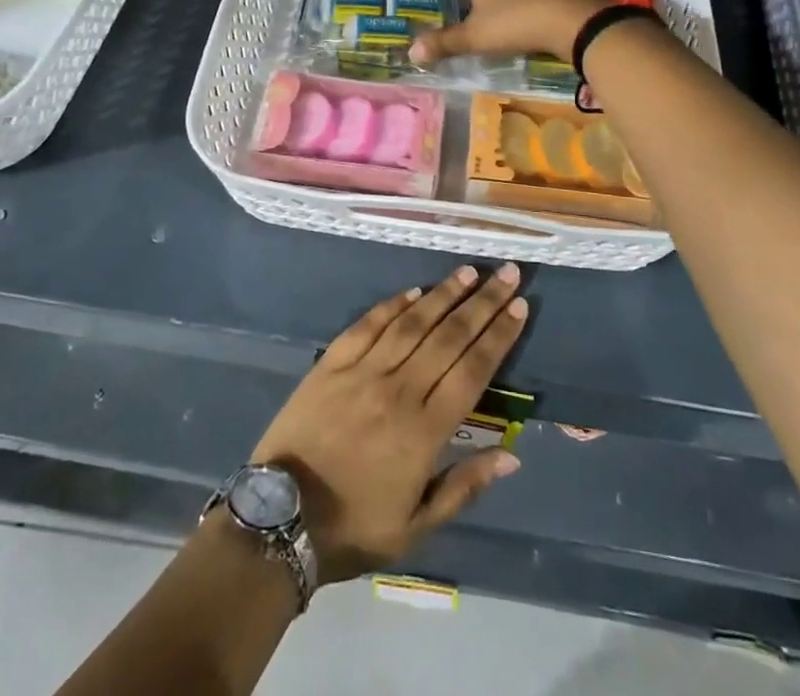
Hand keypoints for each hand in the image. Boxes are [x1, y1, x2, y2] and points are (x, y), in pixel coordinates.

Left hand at [249, 265, 528, 585]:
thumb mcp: (415, 527)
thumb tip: (511, 455)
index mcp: (424, 431)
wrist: (280, 520)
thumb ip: (464, 487)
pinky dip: (392, 305)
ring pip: (412, 323)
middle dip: (482, 303)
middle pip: (449, 337)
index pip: (472, 371)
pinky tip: (413, 290)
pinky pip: (367, 325)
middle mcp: (398, 390)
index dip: (498, 336)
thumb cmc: (354, 527)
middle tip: (506, 274)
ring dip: (443, 295)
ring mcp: (362, 372)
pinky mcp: (331, 363)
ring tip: (467, 272)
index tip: (519, 307)